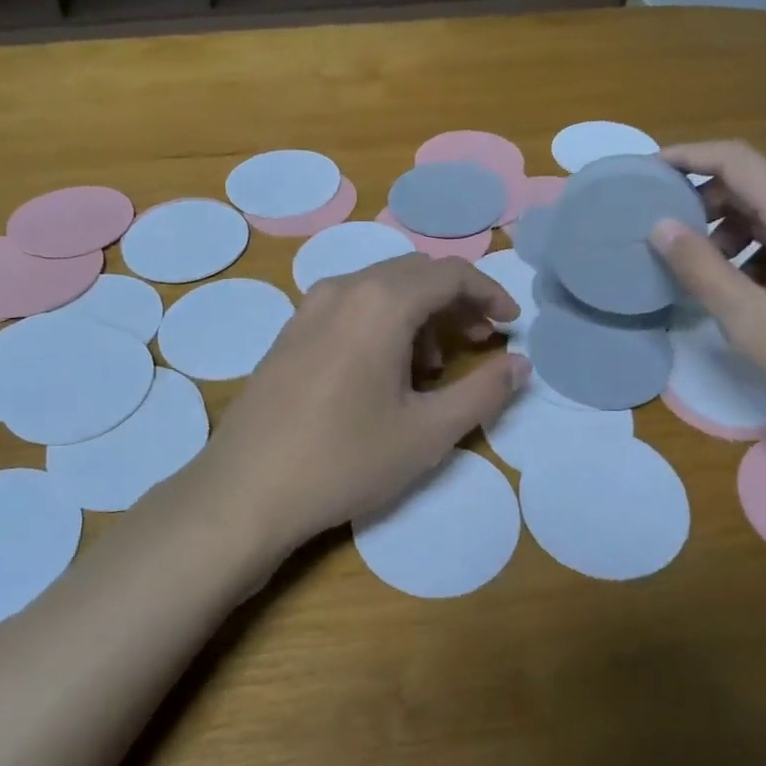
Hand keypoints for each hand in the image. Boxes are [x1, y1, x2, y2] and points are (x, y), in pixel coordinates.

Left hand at [191, 255, 529, 559]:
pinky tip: (384, 375)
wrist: (245, 492)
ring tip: (433, 370)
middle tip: (481, 344)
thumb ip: (484, 392)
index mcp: (381, 302)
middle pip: (415, 275)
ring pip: (381, 291)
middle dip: (456, 304)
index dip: (489, 294)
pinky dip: (383, 325)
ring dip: (419, 316)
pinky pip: (350, 309)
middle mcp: (343, 289)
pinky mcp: (289, 333)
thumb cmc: (345, 460)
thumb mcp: (427, 432)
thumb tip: (521, 364)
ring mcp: (309, 309)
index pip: (450, 274)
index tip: (511, 325)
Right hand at [650, 140, 765, 454]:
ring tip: (709, 281)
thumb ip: (703, 271)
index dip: (687, 158)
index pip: (737, 161)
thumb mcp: (756, 327)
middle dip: (706, 206)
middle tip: (669, 245)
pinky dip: (763, 252)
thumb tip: (660, 226)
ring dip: (734, 235)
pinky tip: (752, 296)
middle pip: (757, 185)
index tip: (645, 173)